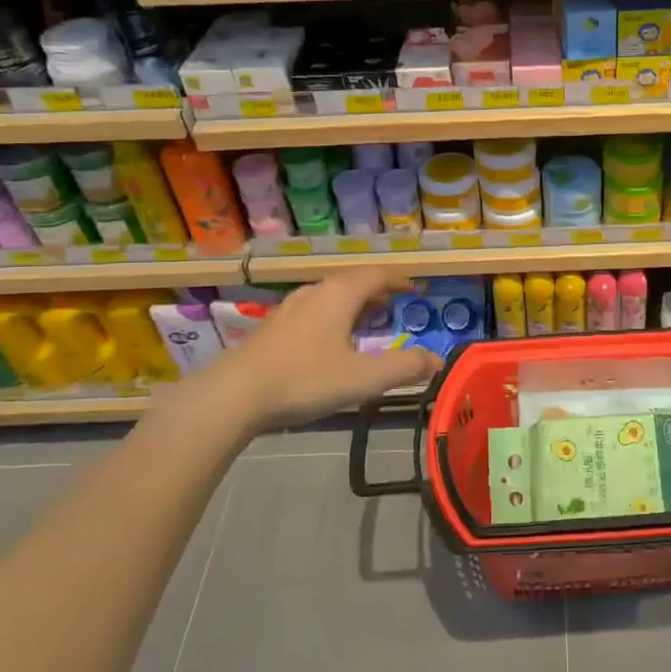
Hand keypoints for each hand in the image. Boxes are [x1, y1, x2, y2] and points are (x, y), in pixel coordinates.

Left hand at [178, 268, 442, 446]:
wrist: (233, 396)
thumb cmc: (305, 379)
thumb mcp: (363, 378)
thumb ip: (404, 368)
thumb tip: (438, 360)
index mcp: (340, 294)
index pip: (377, 275)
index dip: (399, 280)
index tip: (416, 289)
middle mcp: (315, 293)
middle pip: (352, 282)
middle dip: (376, 292)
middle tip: (394, 307)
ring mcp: (289, 310)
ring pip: (329, 297)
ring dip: (352, 305)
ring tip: (366, 323)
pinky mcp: (271, 330)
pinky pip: (312, 313)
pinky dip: (331, 319)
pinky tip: (329, 344)